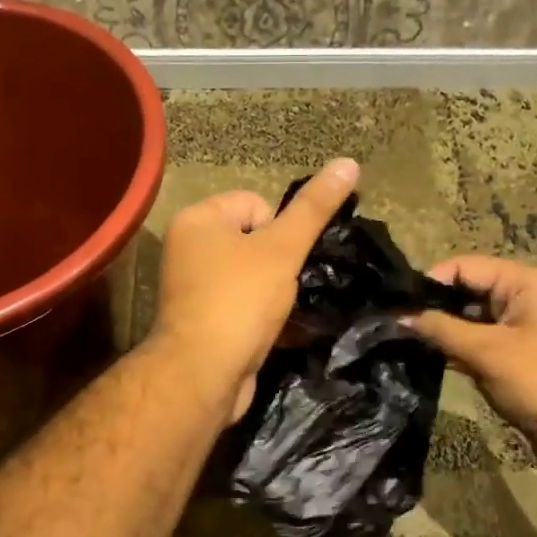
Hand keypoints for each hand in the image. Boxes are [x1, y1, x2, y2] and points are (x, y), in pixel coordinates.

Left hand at [146, 159, 359, 423]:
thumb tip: (349, 162)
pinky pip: (243, 307)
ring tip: (284, 312)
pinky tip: (280, 332)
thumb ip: (314, 209)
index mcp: (197, 220)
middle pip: (254, 241)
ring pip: (252, 277)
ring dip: (276, 293)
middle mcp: (188, 250)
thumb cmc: (240, 300)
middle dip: (279, 264)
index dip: (279, 231)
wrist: (203, 374)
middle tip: (286, 288)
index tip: (282, 260)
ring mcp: (193, 289)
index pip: (255, 204)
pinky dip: (263, 317)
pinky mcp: (203, 323)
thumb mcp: (283, 248)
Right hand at [409, 256, 536, 484]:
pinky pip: (480, 346)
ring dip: (443, 332)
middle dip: (434, 308)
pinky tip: (428, 360)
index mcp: (525, 284)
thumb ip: (441, 330)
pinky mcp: (517, 360)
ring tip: (404, 342)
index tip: (396, 304)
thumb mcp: (487, 352)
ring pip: (471, 321)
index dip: (430, 281)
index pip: (465, 267)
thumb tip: (399, 317)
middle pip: (468, 291)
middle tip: (394, 325)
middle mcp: (525, 300)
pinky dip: (457, 352)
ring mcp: (522, 331)